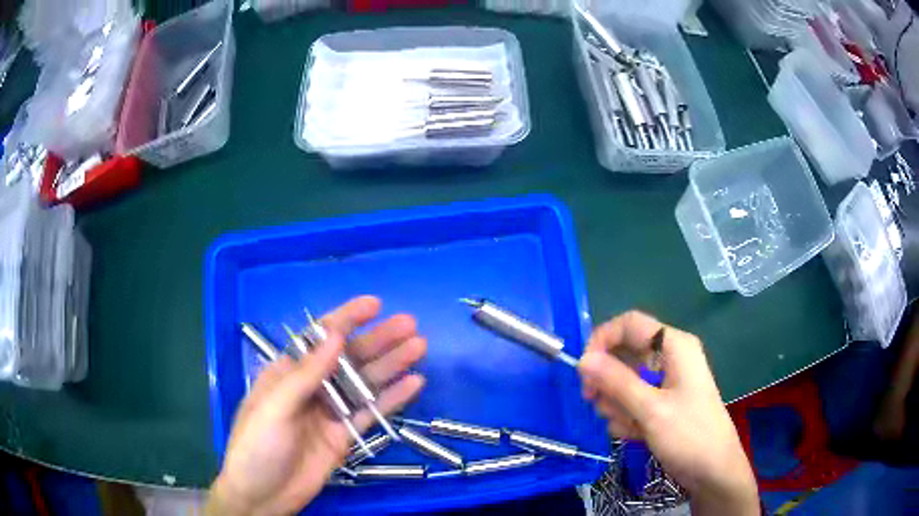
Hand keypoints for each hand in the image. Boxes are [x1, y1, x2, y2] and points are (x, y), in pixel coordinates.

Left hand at [207, 296, 425, 515]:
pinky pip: (371, 414)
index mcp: (288, 373)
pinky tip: (414, 384)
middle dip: (378, 340)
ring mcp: (330, 413)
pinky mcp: (344, 437)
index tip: (375, 304)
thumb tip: (336, 336)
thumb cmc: (257, 445)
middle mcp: (312, 388)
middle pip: (349, 359)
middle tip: (410, 325)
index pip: (320, 338)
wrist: (262, 495)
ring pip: (365, 384)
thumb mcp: (275, 407)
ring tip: (419, 347)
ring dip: (391, 365)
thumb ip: (306, 374)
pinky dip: (392, 399)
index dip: (347, 318)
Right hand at [578, 311, 758, 515]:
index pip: (629, 324)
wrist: (713, 471)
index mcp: (673, 346)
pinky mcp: (661, 403)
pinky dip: (626, 417)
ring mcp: (665, 382)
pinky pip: (631, 401)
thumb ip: (616, 382)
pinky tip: (633, 434)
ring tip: (627, 426)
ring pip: (624, 381)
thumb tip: (582, 359)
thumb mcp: (651, 410)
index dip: (603, 340)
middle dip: (608, 382)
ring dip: (616, 404)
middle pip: (624, 354)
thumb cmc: (689, 436)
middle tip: (597, 404)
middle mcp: (668, 358)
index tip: (584, 370)